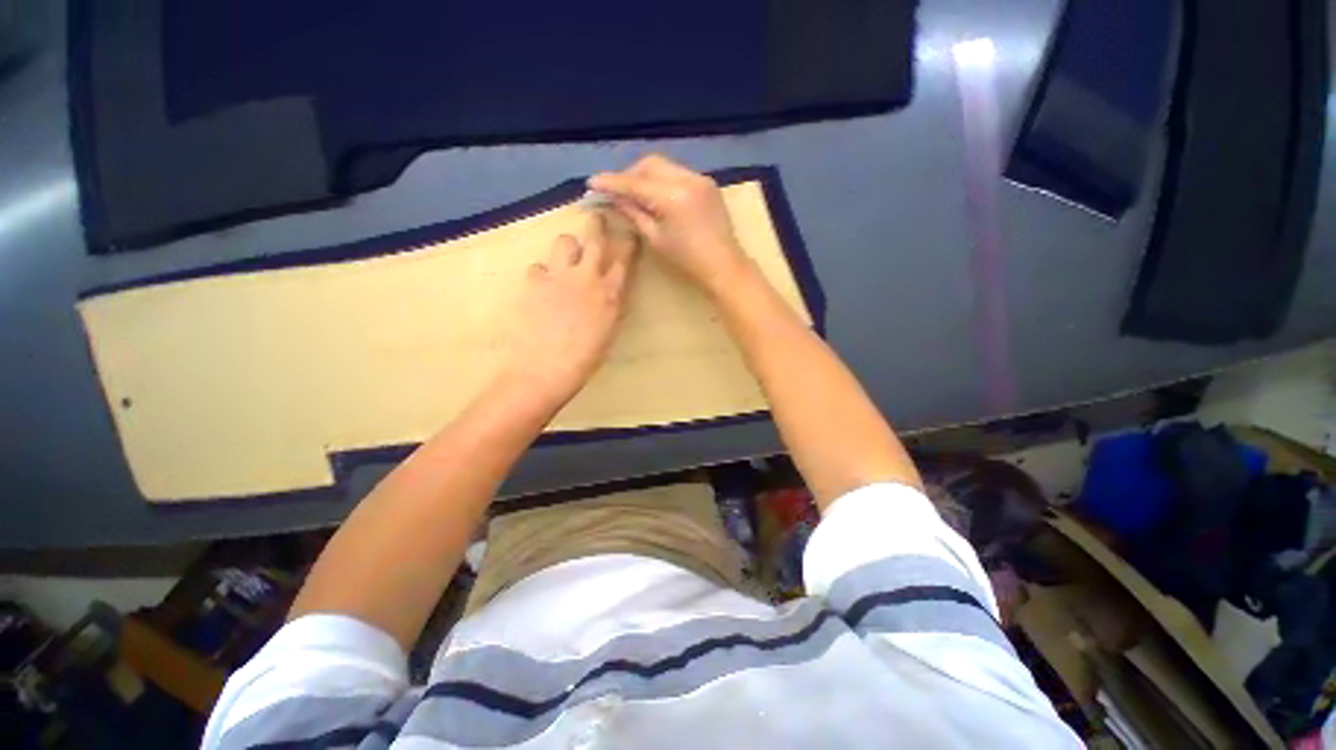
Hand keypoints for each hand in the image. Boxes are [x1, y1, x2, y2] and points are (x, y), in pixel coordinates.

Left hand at [502, 210, 638, 402]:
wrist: (545, 368)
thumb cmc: (584, 359)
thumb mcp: (608, 331)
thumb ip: (609, 305)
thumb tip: (608, 292)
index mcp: (610, 294)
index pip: (624, 259)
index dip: (628, 243)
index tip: (629, 234)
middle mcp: (587, 278)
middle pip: (595, 239)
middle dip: (598, 224)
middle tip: (597, 217)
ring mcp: (559, 277)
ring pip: (564, 241)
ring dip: (568, 247)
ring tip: (566, 259)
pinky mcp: (534, 283)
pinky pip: (538, 266)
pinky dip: (542, 273)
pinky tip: (542, 287)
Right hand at [588, 154, 750, 295]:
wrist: (724, 265)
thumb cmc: (688, 260)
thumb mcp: (656, 239)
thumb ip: (634, 213)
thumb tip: (615, 198)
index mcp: (673, 196)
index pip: (636, 183)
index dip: (612, 182)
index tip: (593, 183)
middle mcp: (688, 179)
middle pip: (650, 164)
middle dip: (630, 174)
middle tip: (616, 191)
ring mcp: (700, 178)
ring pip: (664, 165)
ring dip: (646, 175)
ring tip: (635, 193)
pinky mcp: (707, 183)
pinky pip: (678, 173)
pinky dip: (662, 180)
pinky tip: (656, 195)